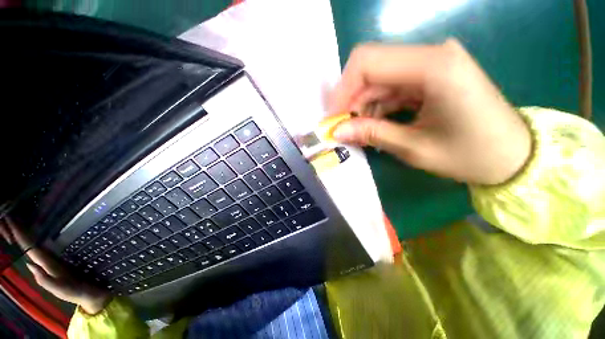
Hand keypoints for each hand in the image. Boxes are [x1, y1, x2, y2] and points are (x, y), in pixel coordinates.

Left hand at [0, 217, 110, 313]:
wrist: (91, 294)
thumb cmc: (76, 292)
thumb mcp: (61, 290)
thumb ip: (46, 280)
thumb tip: (29, 263)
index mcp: (46, 267)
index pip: (29, 249)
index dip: (20, 236)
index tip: (11, 221)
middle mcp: (47, 261)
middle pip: (30, 244)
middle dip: (19, 231)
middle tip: (11, 215)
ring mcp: (55, 259)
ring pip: (37, 244)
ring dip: (27, 233)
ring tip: (20, 220)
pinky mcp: (64, 257)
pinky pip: (48, 246)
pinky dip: (40, 238)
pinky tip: (40, 231)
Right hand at [330, 39, 531, 185]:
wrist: (513, 156)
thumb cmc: (471, 156)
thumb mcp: (414, 148)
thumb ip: (372, 134)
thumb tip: (337, 131)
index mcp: (433, 67)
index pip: (367, 61)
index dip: (342, 90)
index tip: (334, 118)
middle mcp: (431, 56)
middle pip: (371, 67)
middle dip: (350, 100)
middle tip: (343, 128)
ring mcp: (431, 65)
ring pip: (378, 79)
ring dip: (362, 105)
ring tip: (359, 132)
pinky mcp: (430, 77)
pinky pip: (391, 88)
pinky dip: (376, 107)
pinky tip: (374, 125)